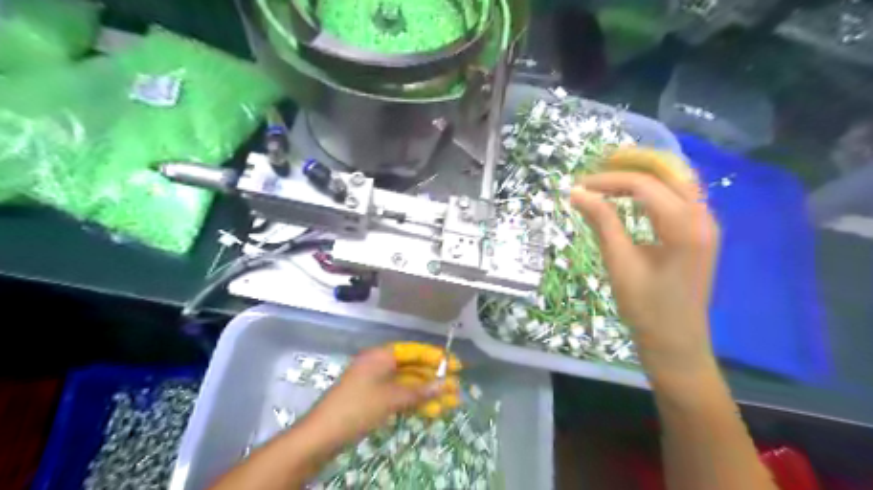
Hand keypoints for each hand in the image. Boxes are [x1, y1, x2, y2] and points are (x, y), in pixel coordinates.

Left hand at [303, 342, 462, 449]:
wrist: (321, 435)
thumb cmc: (357, 408)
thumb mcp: (391, 398)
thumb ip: (419, 391)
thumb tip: (443, 385)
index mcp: (381, 356)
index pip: (415, 351)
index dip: (437, 358)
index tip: (456, 366)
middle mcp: (380, 365)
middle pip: (413, 368)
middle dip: (435, 379)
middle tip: (456, 388)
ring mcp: (376, 383)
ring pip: (409, 385)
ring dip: (428, 394)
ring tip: (450, 403)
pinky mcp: (374, 399)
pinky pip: (399, 397)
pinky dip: (415, 403)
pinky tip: (432, 411)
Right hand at [571, 172, 720, 373]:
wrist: (676, 342)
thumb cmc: (646, 307)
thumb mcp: (620, 263)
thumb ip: (602, 222)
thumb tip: (577, 193)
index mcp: (686, 226)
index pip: (645, 185)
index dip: (608, 181)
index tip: (578, 186)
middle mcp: (703, 217)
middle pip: (670, 171)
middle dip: (634, 161)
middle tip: (599, 161)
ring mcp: (705, 224)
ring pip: (678, 180)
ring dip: (646, 171)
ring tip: (612, 171)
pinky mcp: (699, 233)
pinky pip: (679, 196)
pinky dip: (655, 187)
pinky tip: (633, 192)